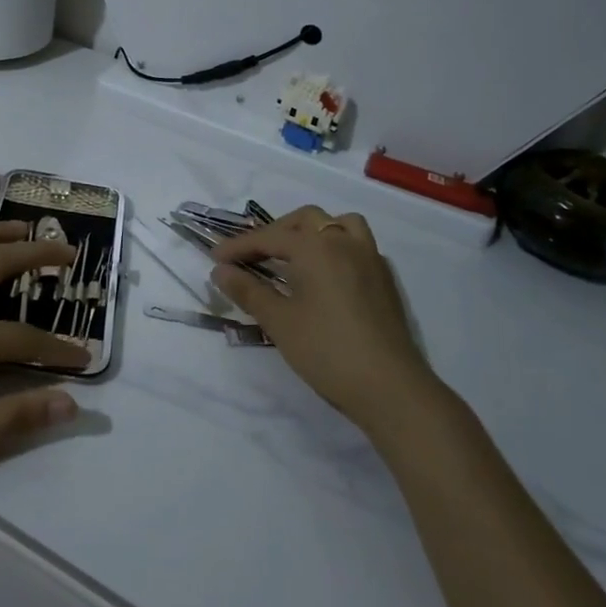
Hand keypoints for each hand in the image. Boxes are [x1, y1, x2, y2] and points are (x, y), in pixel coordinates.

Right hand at [211, 205, 432, 425]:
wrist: (390, 387)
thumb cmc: (326, 350)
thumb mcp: (279, 321)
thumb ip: (248, 290)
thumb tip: (220, 271)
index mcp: (315, 247)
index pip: (269, 237)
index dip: (239, 246)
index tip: (215, 258)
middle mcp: (344, 242)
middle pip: (306, 220)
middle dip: (276, 232)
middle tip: (254, 255)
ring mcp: (370, 258)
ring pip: (339, 224)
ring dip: (313, 230)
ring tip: (295, 253)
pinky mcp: (385, 279)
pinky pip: (358, 245)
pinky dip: (337, 246)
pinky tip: (327, 274)